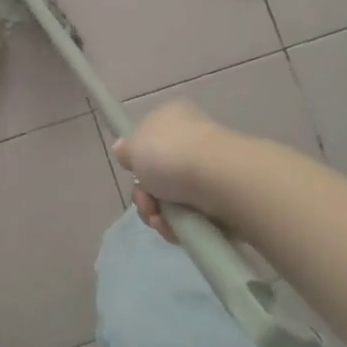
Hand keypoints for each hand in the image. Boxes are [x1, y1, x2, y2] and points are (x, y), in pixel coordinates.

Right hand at [112, 101, 230, 240]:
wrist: (219, 179)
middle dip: (146, 194)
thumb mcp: (134, 146)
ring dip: (158, 214)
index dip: (138, 159)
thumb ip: (126, 150)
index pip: (151, 138)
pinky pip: (192, 217)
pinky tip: (174, 228)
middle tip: (145, 200)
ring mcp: (210, 172)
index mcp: (174, 118)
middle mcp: (193, 141)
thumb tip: (122, 148)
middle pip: (159, 174)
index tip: (134, 172)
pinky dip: (179, 226)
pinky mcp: (223, 201)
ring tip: (160, 219)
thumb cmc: (170, 153)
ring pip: (172, 199)